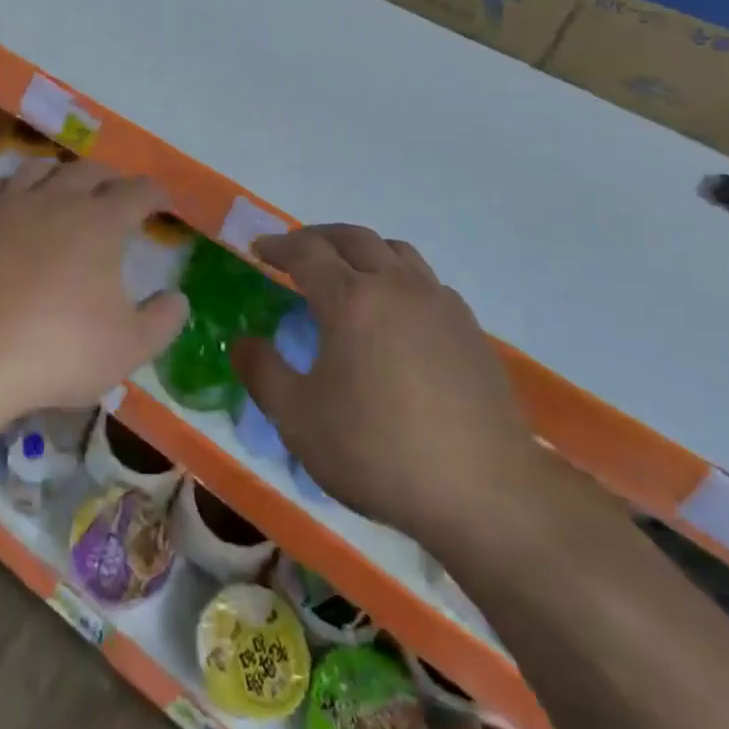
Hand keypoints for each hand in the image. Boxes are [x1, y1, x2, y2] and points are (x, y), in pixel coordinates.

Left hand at [0, 160, 187, 437]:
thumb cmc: (57, 349)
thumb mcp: (128, 347)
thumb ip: (162, 321)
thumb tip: (178, 298)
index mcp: (100, 222)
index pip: (138, 192)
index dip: (156, 194)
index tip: (164, 203)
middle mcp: (57, 200)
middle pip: (90, 170)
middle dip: (112, 178)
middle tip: (120, 193)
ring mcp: (10, 206)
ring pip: (40, 168)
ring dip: (62, 173)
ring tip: (69, 188)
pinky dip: (11, 186)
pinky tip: (13, 198)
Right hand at [230, 224, 541, 553]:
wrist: (486, 490)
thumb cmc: (379, 450)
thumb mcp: (299, 419)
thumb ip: (262, 373)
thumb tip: (242, 342)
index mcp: (351, 299)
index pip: (307, 251)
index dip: (278, 246)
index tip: (259, 249)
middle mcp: (396, 286)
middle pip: (353, 238)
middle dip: (318, 237)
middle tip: (296, 252)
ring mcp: (439, 303)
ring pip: (395, 251)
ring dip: (361, 250)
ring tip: (346, 271)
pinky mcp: (470, 329)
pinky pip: (425, 280)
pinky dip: (397, 276)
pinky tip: (395, 311)